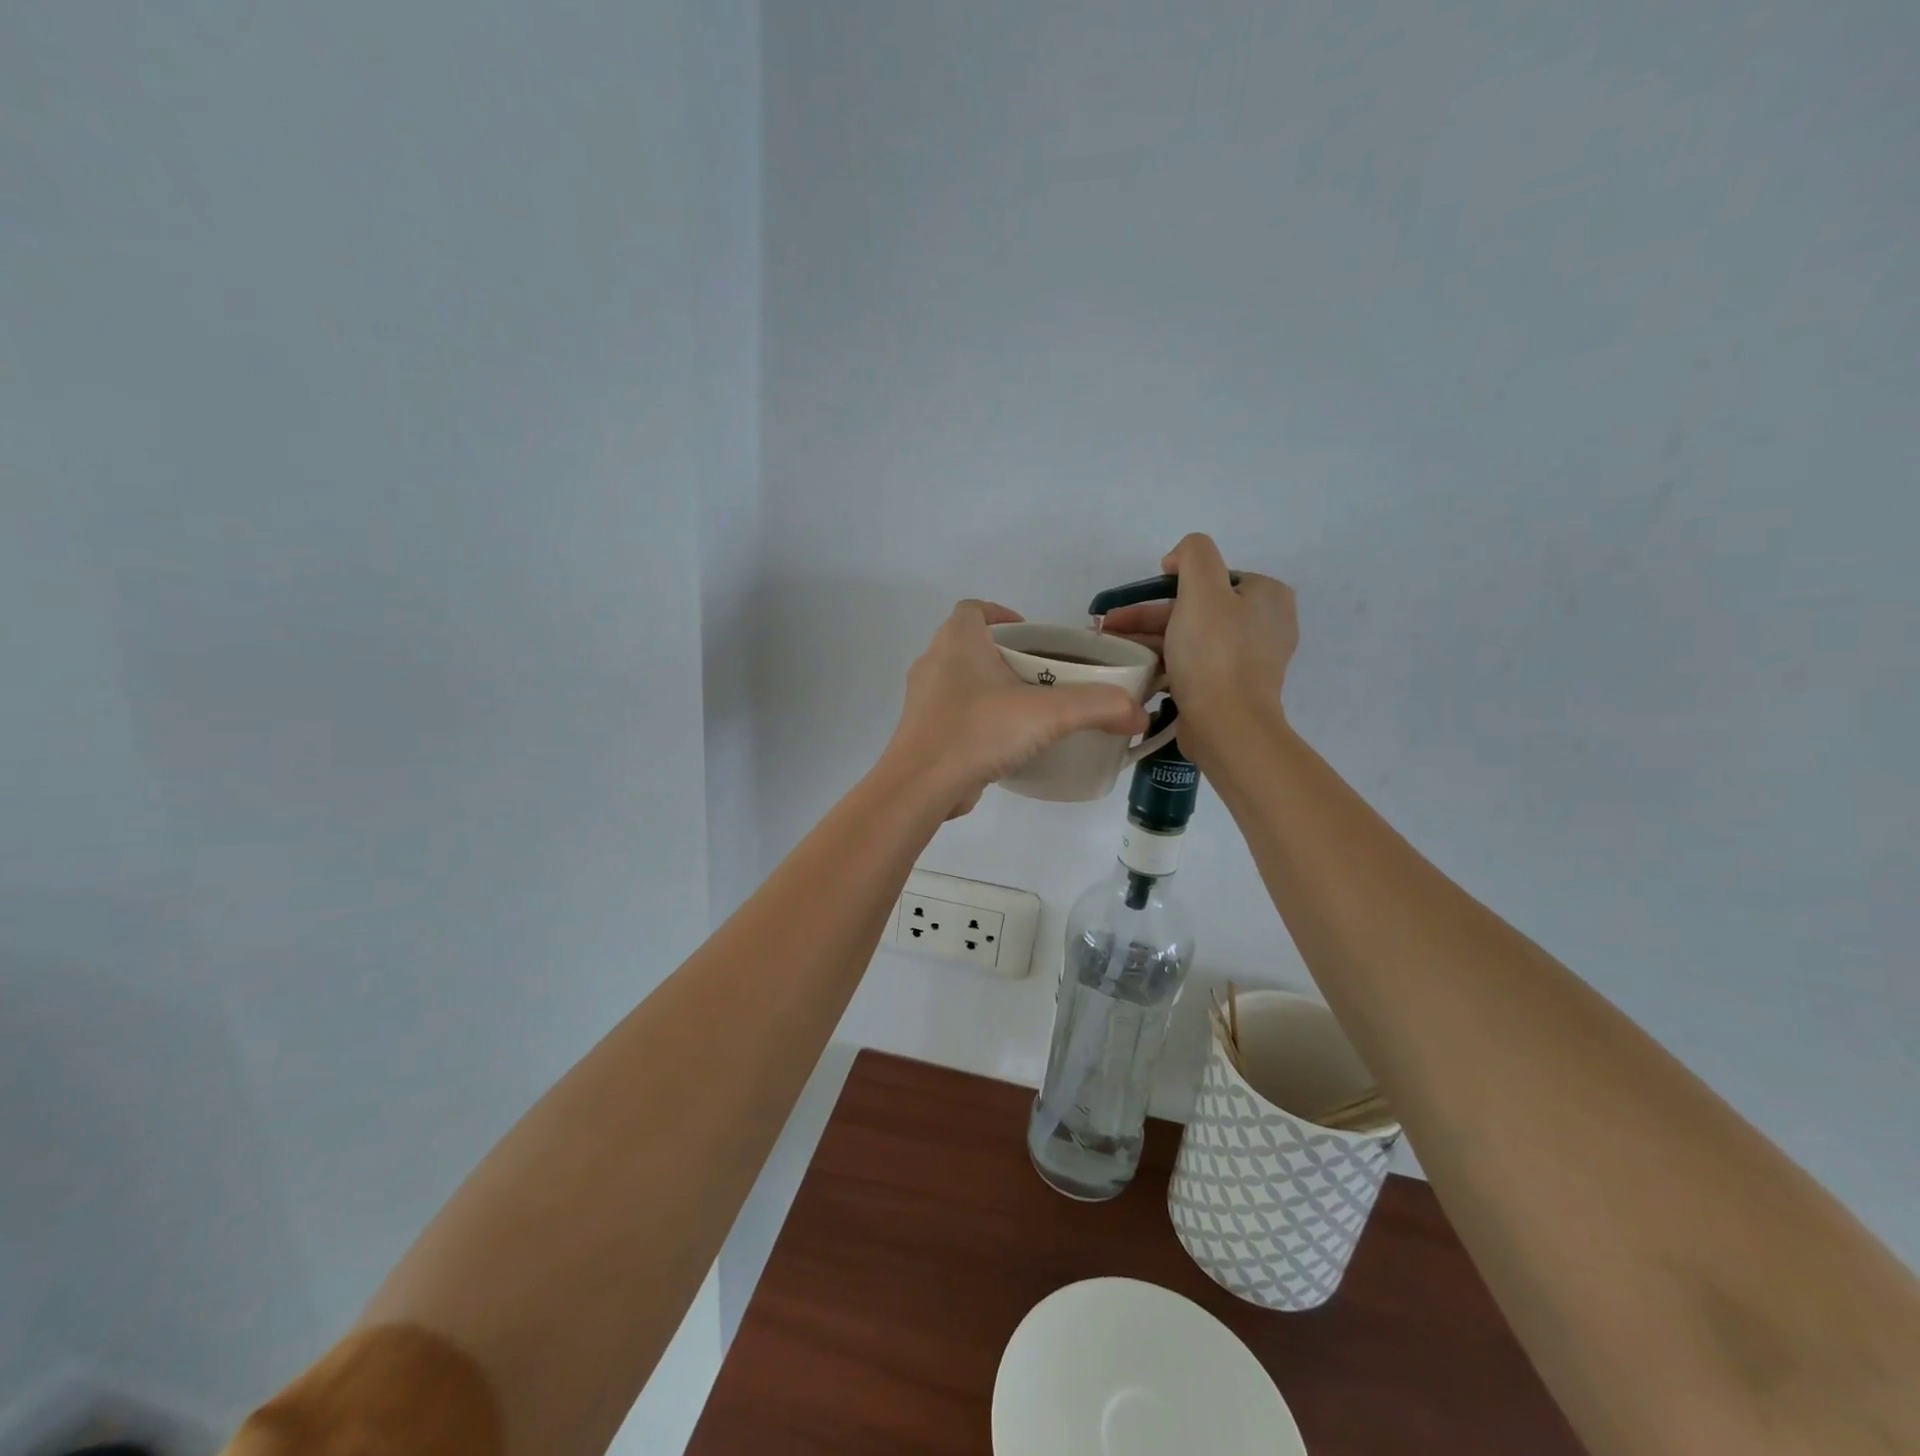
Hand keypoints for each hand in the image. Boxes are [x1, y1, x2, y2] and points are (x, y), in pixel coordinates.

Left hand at [883, 601, 1149, 818]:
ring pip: (964, 681)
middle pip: (974, 645)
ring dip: (994, 689)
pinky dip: (981, 719)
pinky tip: (1008, 742)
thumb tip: (1138, 713)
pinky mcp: (924, 732)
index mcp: (957, 641)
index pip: (975, 609)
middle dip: (1009, 656)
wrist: (920, 787)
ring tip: (1032, 711)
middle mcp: (934, 662)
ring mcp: (924, 700)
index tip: (1035, 638)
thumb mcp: (1047, 715)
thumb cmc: (978, 732)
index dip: (1004, 615)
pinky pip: (957, 714)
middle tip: (1046, 677)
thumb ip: (1098, 707)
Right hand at [1099, 534, 1297, 768]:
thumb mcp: (1202, 588)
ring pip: (1190, 638)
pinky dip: (1165, 663)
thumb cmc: (1214, 654)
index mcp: (1267, 596)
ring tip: (1112, 648)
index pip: (1212, 577)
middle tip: (1110, 625)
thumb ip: (1193, 554)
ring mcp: (1249, 660)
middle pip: (1197, 608)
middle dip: (1149, 615)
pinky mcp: (1231, 689)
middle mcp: (1265, 625)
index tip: (1139, 598)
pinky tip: (1136, 669)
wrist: (1226, 726)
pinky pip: (1193, 666)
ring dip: (1150, 639)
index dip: (1172, 583)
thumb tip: (1178, 559)